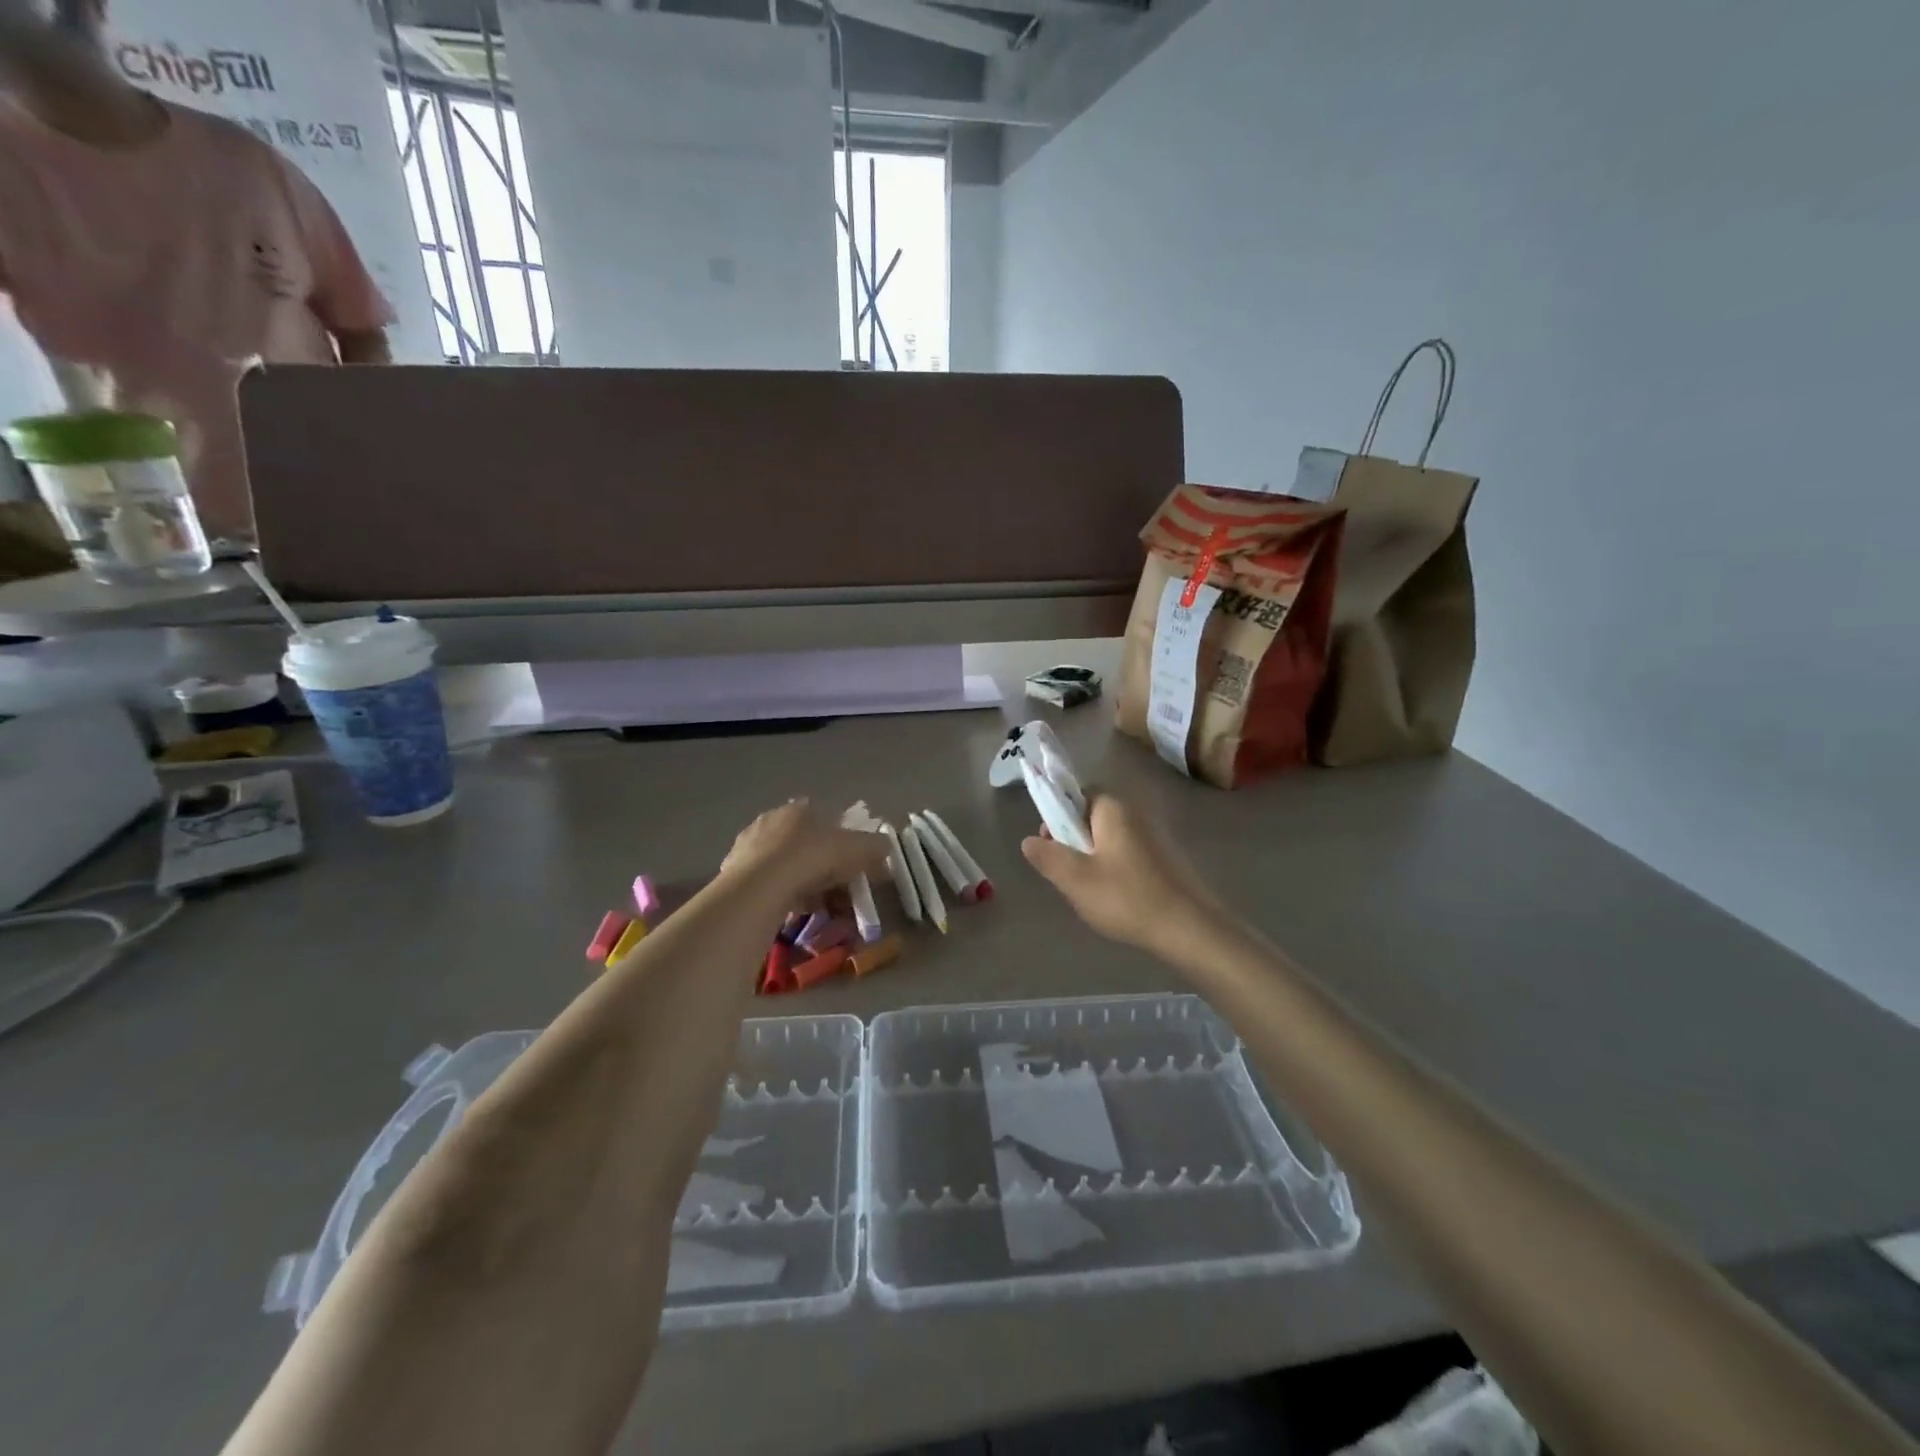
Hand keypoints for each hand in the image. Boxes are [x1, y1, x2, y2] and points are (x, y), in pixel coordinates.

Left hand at [719, 800, 888, 903]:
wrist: (761, 885)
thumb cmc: (813, 858)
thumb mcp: (857, 850)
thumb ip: (875, 846)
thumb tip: (887, 846)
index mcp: (802, 808)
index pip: (828, 820)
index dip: (842, 844)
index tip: (851, 866)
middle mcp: (773, 818)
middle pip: (805, 843)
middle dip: (821, 866)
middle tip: (836, 891)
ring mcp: (750, 843)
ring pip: (785, 864)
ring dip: (801, 882)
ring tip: (814, 906)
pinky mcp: (733, 869)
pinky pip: (766, 882)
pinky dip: (780, 894)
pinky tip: (790, 910)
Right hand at [1022, 795, 1224, 955]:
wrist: (1190, 929)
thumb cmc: (1127, 898)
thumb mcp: (1075, 880)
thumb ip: (1048, 856)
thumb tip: (1029, 840)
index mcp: (1113, 810)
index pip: (1077, 794)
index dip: (1058, 815)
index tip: (1050, 845)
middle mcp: (1136, 814)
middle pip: (1092, 817)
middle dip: (1074, 841)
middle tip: (1067, 874)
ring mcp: (1154, 837)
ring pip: (1109, 839)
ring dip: (1093, 859)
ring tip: (1089, 892)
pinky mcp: (1165, 860)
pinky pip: (1128, 855)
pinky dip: (1114, 870)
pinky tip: (1114, 899)